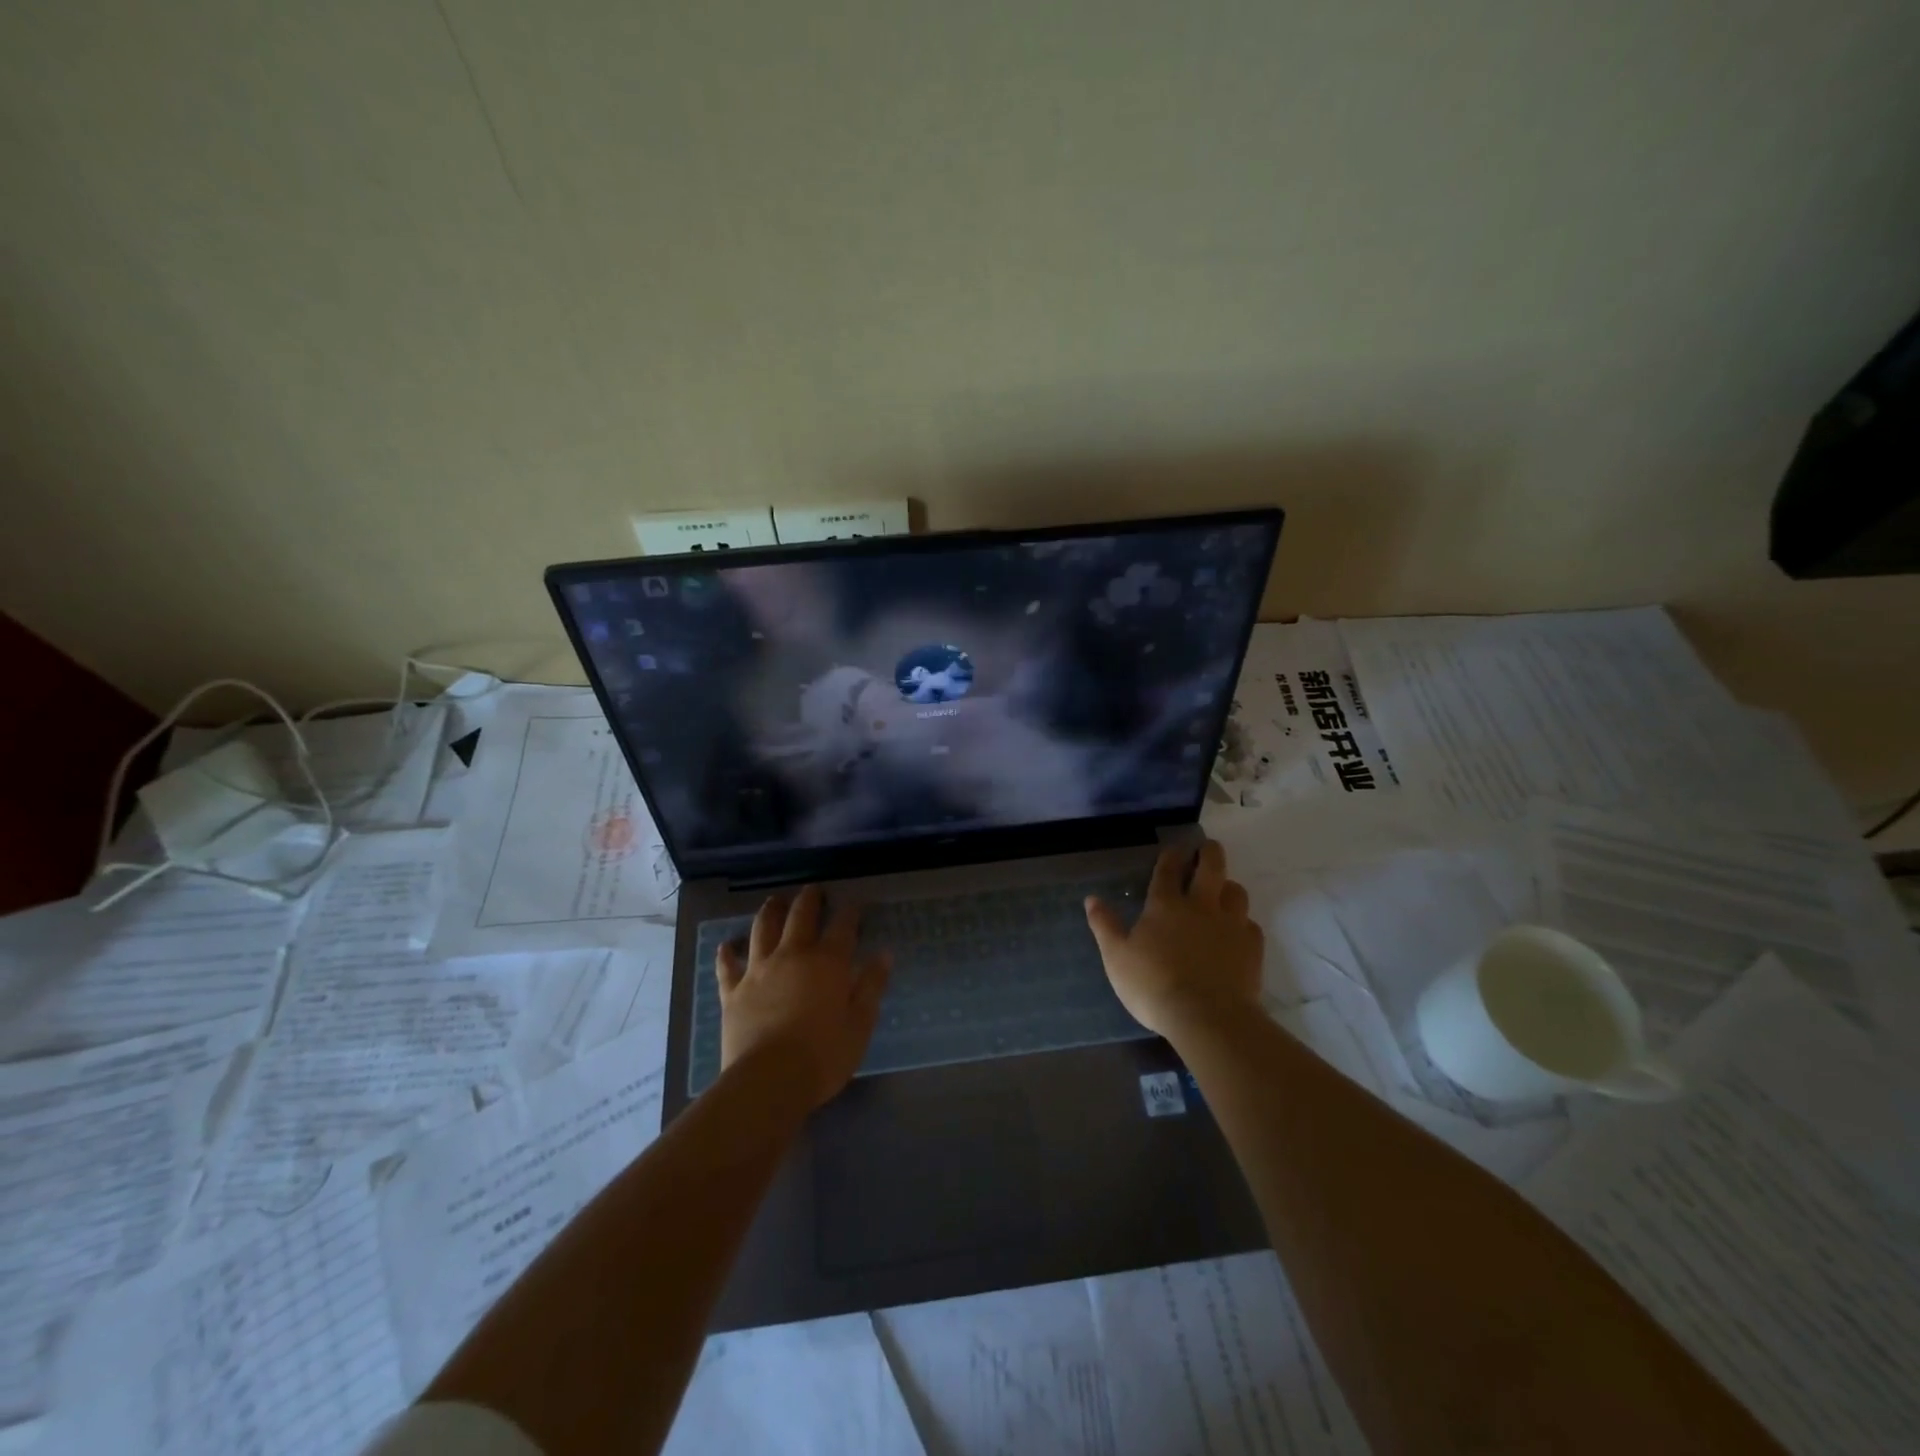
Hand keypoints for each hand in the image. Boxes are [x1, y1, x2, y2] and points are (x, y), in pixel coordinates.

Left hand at [716, 886, 892, 1109]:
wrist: (768, 1081)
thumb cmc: (823, 1055)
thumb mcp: (860, 1024)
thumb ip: (871, 986)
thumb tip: (884, 954)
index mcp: (827, 962)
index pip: (842, 927)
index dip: (850, 912)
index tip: (854, 904)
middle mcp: (792, 956)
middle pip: (800, 917)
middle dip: (809, 900)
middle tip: (812, 889)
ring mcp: (758, 971)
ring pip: (763, 930)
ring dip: (770, 912)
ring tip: (774, 901)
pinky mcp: (733, 992)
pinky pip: (728, 966)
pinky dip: (727, 954)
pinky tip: (726, 946)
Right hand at [1085, 841, 1262, 1037]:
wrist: (1207, 1017)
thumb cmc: (1153, 986)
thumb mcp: (1116, 958)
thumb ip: (1105, 926)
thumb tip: (1091, 899)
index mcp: (1165, 905)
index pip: (1168, 869)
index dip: (1171, 855)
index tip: (1174, 847)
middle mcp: (1201, 906)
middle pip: (1211, 866)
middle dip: (1209, 852)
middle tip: (1207, 848)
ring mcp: (1231, 924)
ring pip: (1236, 891)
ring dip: (1228, 886)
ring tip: (1223, 890)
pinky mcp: (1252, 947)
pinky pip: (1251, 924)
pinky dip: (1243, 923)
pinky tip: (1237, 932)